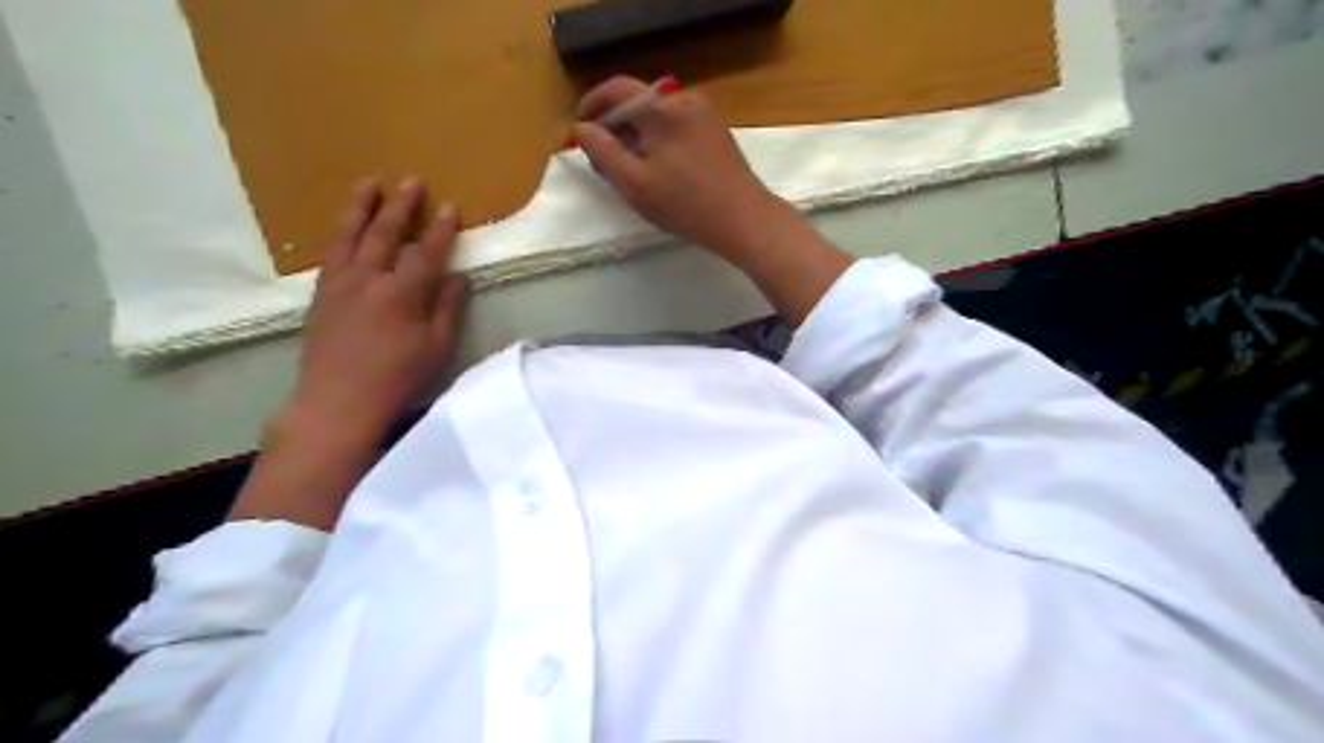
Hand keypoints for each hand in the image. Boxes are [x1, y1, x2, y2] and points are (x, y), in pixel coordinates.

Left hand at [283, 178, 470, 445]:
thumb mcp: (436, 348)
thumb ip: (448, 308)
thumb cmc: (398, 379)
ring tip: (368, 184)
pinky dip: (340, 233)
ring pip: (348, 235)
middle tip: (410, 180)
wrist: (338, 402)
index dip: (440, 230)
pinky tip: (345, 227)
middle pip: (384, 234)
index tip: (449, 207)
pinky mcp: (321, 295)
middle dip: (400, 206)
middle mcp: (368, 280)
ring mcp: (339, 285)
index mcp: (402, 294)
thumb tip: (458, 277)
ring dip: (360, 207)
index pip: (425, 252)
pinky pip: (330, 253)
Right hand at [571, 76, 794, 261]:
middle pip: (639, 104)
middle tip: (601, 160)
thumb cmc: (687, 205)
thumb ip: (603, 153)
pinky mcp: (716, 133)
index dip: (593, 104)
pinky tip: (657, 172)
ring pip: (658, 118)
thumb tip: (582, 129)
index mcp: (664, 108)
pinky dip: (658, 142)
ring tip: (628, 171)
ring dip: (636, 137)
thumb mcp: (635, 184)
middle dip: (615, 127)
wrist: (744, 220)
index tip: (579, 128)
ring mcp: (705, 115)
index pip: (618, 89)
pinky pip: (677, 128)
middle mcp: (686, 101)